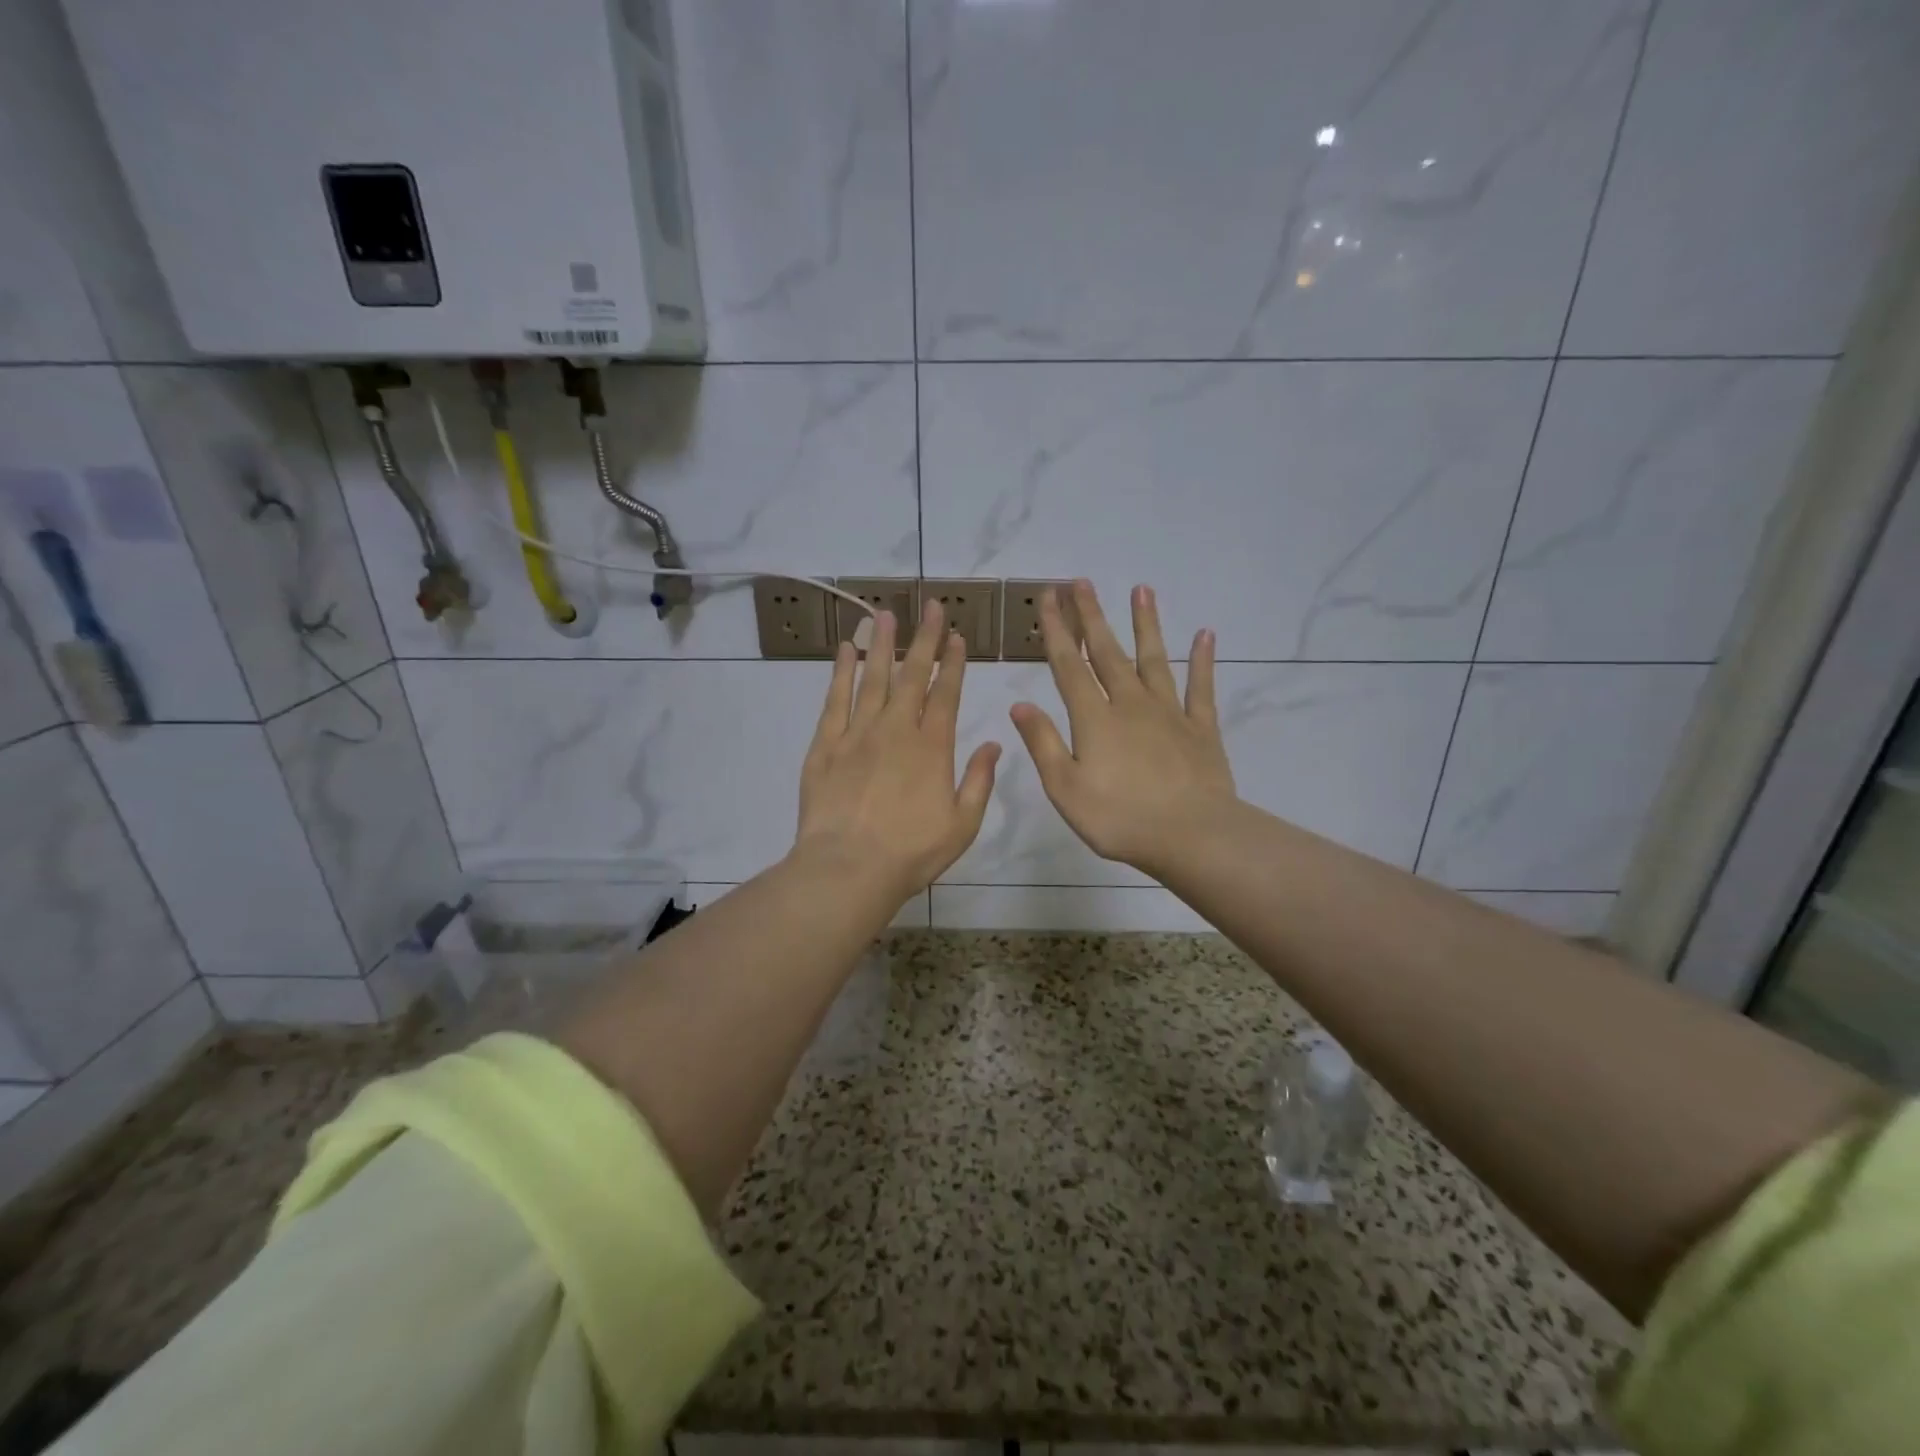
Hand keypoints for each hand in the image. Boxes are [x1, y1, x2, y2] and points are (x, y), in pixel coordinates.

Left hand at [796, 597, 1001, 901]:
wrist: (848, 868)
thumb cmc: (911, 852)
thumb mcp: (963, 824)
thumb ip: (980, 780)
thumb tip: (995, 743)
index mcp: (932, 746)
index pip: (946, 693)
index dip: (953, 662)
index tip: (956, 635)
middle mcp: (896, 729)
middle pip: (911, 675)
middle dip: (924, 639)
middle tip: (930, 607)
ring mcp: (857, 734)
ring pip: (872, 678)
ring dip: (881, 644)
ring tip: (884, 614)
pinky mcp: (825, 745)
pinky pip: (835, 700)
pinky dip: (841, 672)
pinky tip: (845, 650)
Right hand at [1009, 581, 1236, 875]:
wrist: (1191, 836)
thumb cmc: (1119, 819)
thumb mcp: (1065, 788)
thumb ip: (1044, 743)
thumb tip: (1020, 705)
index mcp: (1094, 718)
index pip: (1068, 665)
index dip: (1056, 630)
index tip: (1048, 598)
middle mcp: (1130, 704)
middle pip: (1107, 652)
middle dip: (1092, 616)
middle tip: (1081, 582)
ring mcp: (1169, 713)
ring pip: (1153, 659)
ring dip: (1146, 624)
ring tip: (1141, 590)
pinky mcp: (1201, 728)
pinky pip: (1201, 687)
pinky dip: (1202, 660)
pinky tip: (1205, 635)